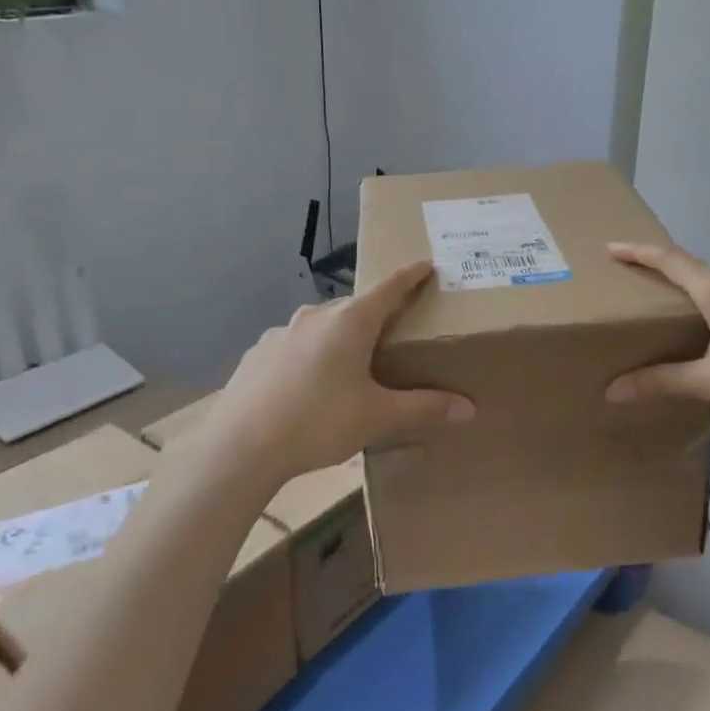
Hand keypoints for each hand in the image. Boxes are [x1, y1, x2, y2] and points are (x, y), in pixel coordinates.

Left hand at [199, 260, 474, 479]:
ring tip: (349, 369)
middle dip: (375, 316)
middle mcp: (315, 316)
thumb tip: (469, 408)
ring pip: (322, 327)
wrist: (240, 446)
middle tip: (392, 334)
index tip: (426, 264)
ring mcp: (281, 332)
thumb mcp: (378, 417)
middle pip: (355, 308)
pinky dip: (310, 356)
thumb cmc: (319, 422)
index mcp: (350, 321)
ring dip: (339, 338)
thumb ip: (424, 408)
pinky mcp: (258, 353)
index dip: (410, 276)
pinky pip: (295, 346)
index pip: (389, 287)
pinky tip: (308, 387)